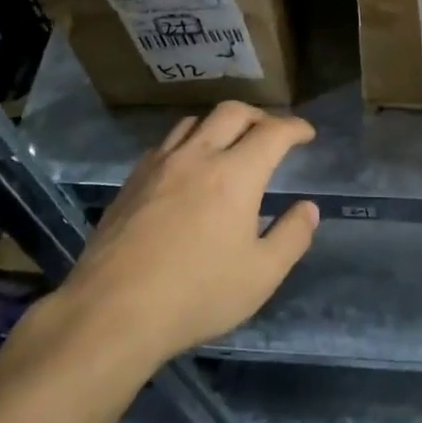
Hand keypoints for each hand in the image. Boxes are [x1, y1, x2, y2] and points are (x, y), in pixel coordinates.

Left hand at [50, 101, 317, 366]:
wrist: (113, 310)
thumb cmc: (197, 294)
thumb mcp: (261, 276)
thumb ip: (291, 237)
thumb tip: (307, 208)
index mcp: (235, 175)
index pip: (272, 132)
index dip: (294, 128)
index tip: (306, 134)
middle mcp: (197, 156)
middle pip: (232, 112)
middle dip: (259, 115)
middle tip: (271, 132)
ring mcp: (159, 164)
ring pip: (194, 121)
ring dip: (220, 124)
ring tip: (229, 143)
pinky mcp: (132, 180)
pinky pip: (165, 143)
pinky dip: (188, 142)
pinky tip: (187, 167)